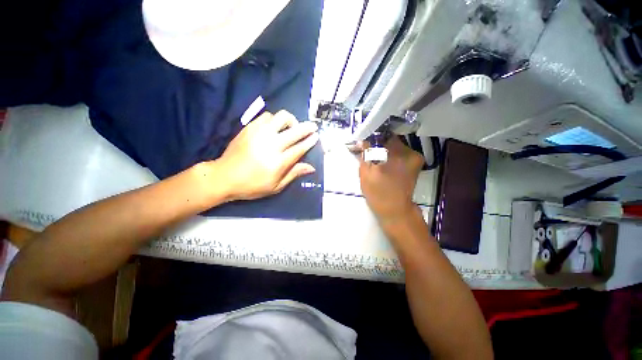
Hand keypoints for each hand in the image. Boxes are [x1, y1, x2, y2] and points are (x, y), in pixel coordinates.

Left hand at [214, 110, 318, 200]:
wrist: (224, 177)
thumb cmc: (252, 185)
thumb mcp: (276, 186)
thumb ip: (294, 174)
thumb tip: (311, 167)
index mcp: (278, 162)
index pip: (299, 148)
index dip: (310, 141)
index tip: (316, 136)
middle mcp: (271, 145)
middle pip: (294, 131)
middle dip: (306, 127)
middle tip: (312, 126)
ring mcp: (259, 134)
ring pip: (280, 118)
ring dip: (290, 121)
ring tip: (291, 127)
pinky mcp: (249, 128)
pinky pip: (266, 116)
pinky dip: (275, 120)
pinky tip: (275, 127)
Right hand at [359, 137, 423, 221]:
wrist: (395, 209)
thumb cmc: (377, 193)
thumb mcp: (365, 174)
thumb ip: (364, 154)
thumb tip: (363, 141)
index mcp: (393, 154)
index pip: (380, 136)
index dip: (371, 138)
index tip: (365, 144)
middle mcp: (407, 151)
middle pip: (389, 139)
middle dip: (378, 143)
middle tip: (370, 152)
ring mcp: (414, 156)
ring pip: (395, 144)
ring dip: (386, 149)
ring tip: (378, 159)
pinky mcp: (417, 161)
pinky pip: (402, 151)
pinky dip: (393, 154)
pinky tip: (387, 163)